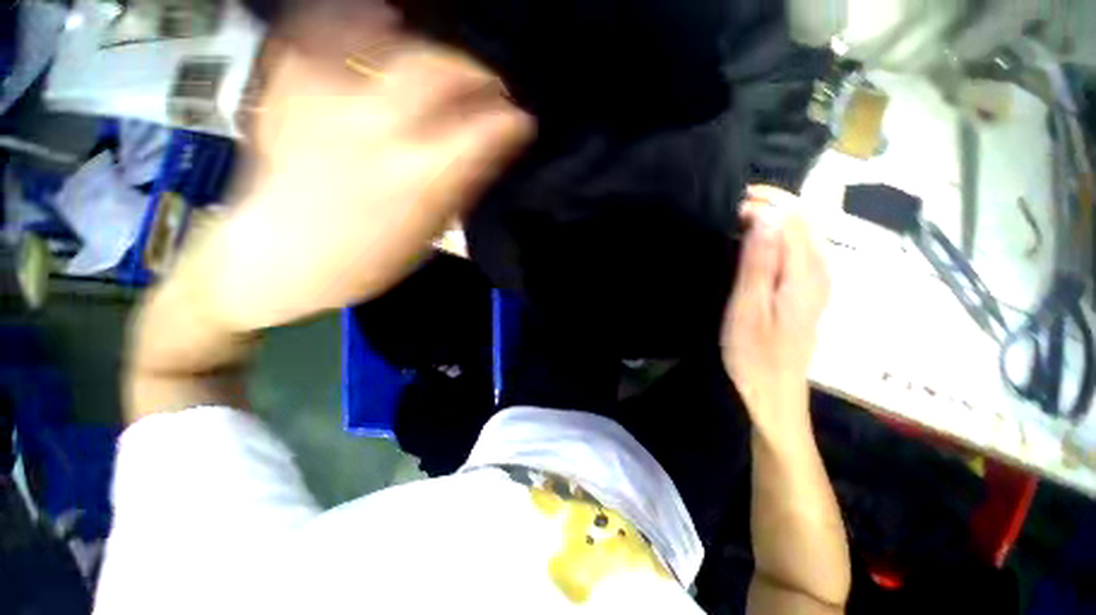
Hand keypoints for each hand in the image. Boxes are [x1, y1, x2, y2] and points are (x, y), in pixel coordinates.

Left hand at [184, 5, 532, 332]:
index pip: (478, 135)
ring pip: (386, 42)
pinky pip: (322, 31)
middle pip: (436, 72)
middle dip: (474, 71)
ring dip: (426, 44)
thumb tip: (486, 153)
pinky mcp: (289, 89)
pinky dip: (356, 17)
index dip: (509, 122)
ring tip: (445, 57)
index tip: (523, 120)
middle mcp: (373, 132)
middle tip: (490, 83)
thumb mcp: (426, 236)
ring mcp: (325, 101)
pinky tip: (378, 18)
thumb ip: (456, 189)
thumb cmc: (362, 262)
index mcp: (415, 182)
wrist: (274, 260)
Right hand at [721, 187, 829, 430]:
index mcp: (807, 273)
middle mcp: (820, 271)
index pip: (794, 218)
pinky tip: (754, 243)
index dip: (764, 202)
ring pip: (801, 233)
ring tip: (738, 218)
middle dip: (771, 204)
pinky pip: (797, 250)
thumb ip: (761, 263)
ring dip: (773, 219)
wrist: (771, 392)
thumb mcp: (749, 308)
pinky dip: (775, 237)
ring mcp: (816, 282)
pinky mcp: (806, 292)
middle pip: (804, 220)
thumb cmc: (754, 354)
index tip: (729, 204)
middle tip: (731, 206)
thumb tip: (767, 217)